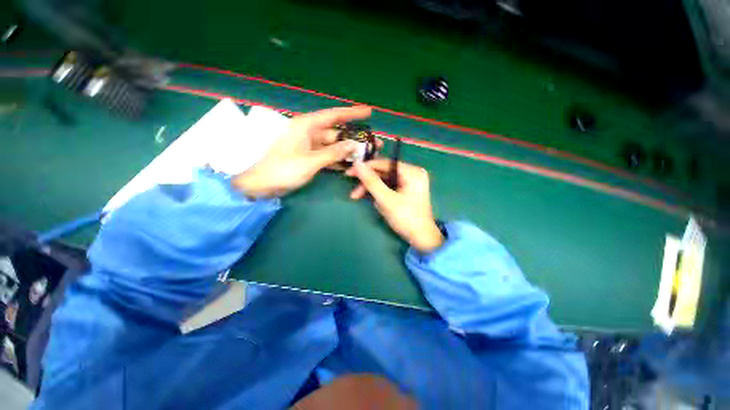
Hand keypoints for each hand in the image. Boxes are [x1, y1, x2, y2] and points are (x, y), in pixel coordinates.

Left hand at [233, 106, 372, 197]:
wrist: (261, 184)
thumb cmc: (282, 169)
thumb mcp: (310, 161)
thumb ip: (333, 153)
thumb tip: (354, 145)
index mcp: (306, 126)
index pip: (333, 115)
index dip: (352, 113)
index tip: (368, 112)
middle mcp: (309, 133)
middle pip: (337, 133)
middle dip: (355, 138)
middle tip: (374, 143)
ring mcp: (309, 146)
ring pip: (334, 146)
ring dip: (348, 151)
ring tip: (367, 155)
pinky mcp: (309, 157)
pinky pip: (327, 156)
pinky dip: (338, 160)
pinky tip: (351, 164)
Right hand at [347, 159, 444, 252]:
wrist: (422, 238)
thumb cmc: (406, 219)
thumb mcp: (386, 200)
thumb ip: (371, 181)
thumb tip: (357, 163)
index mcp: (412, 172)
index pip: (384, 163)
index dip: (365, 168)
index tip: (349, 173)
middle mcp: (412, 173)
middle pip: (384, 173)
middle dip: (368, 183)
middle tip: (354, 194)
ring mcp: (410, 182)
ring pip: (385, 181)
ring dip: (372, 191)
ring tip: (364, 202)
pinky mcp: (407, 191)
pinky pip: (389, 187)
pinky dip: (380, 194)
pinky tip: (376, 203)